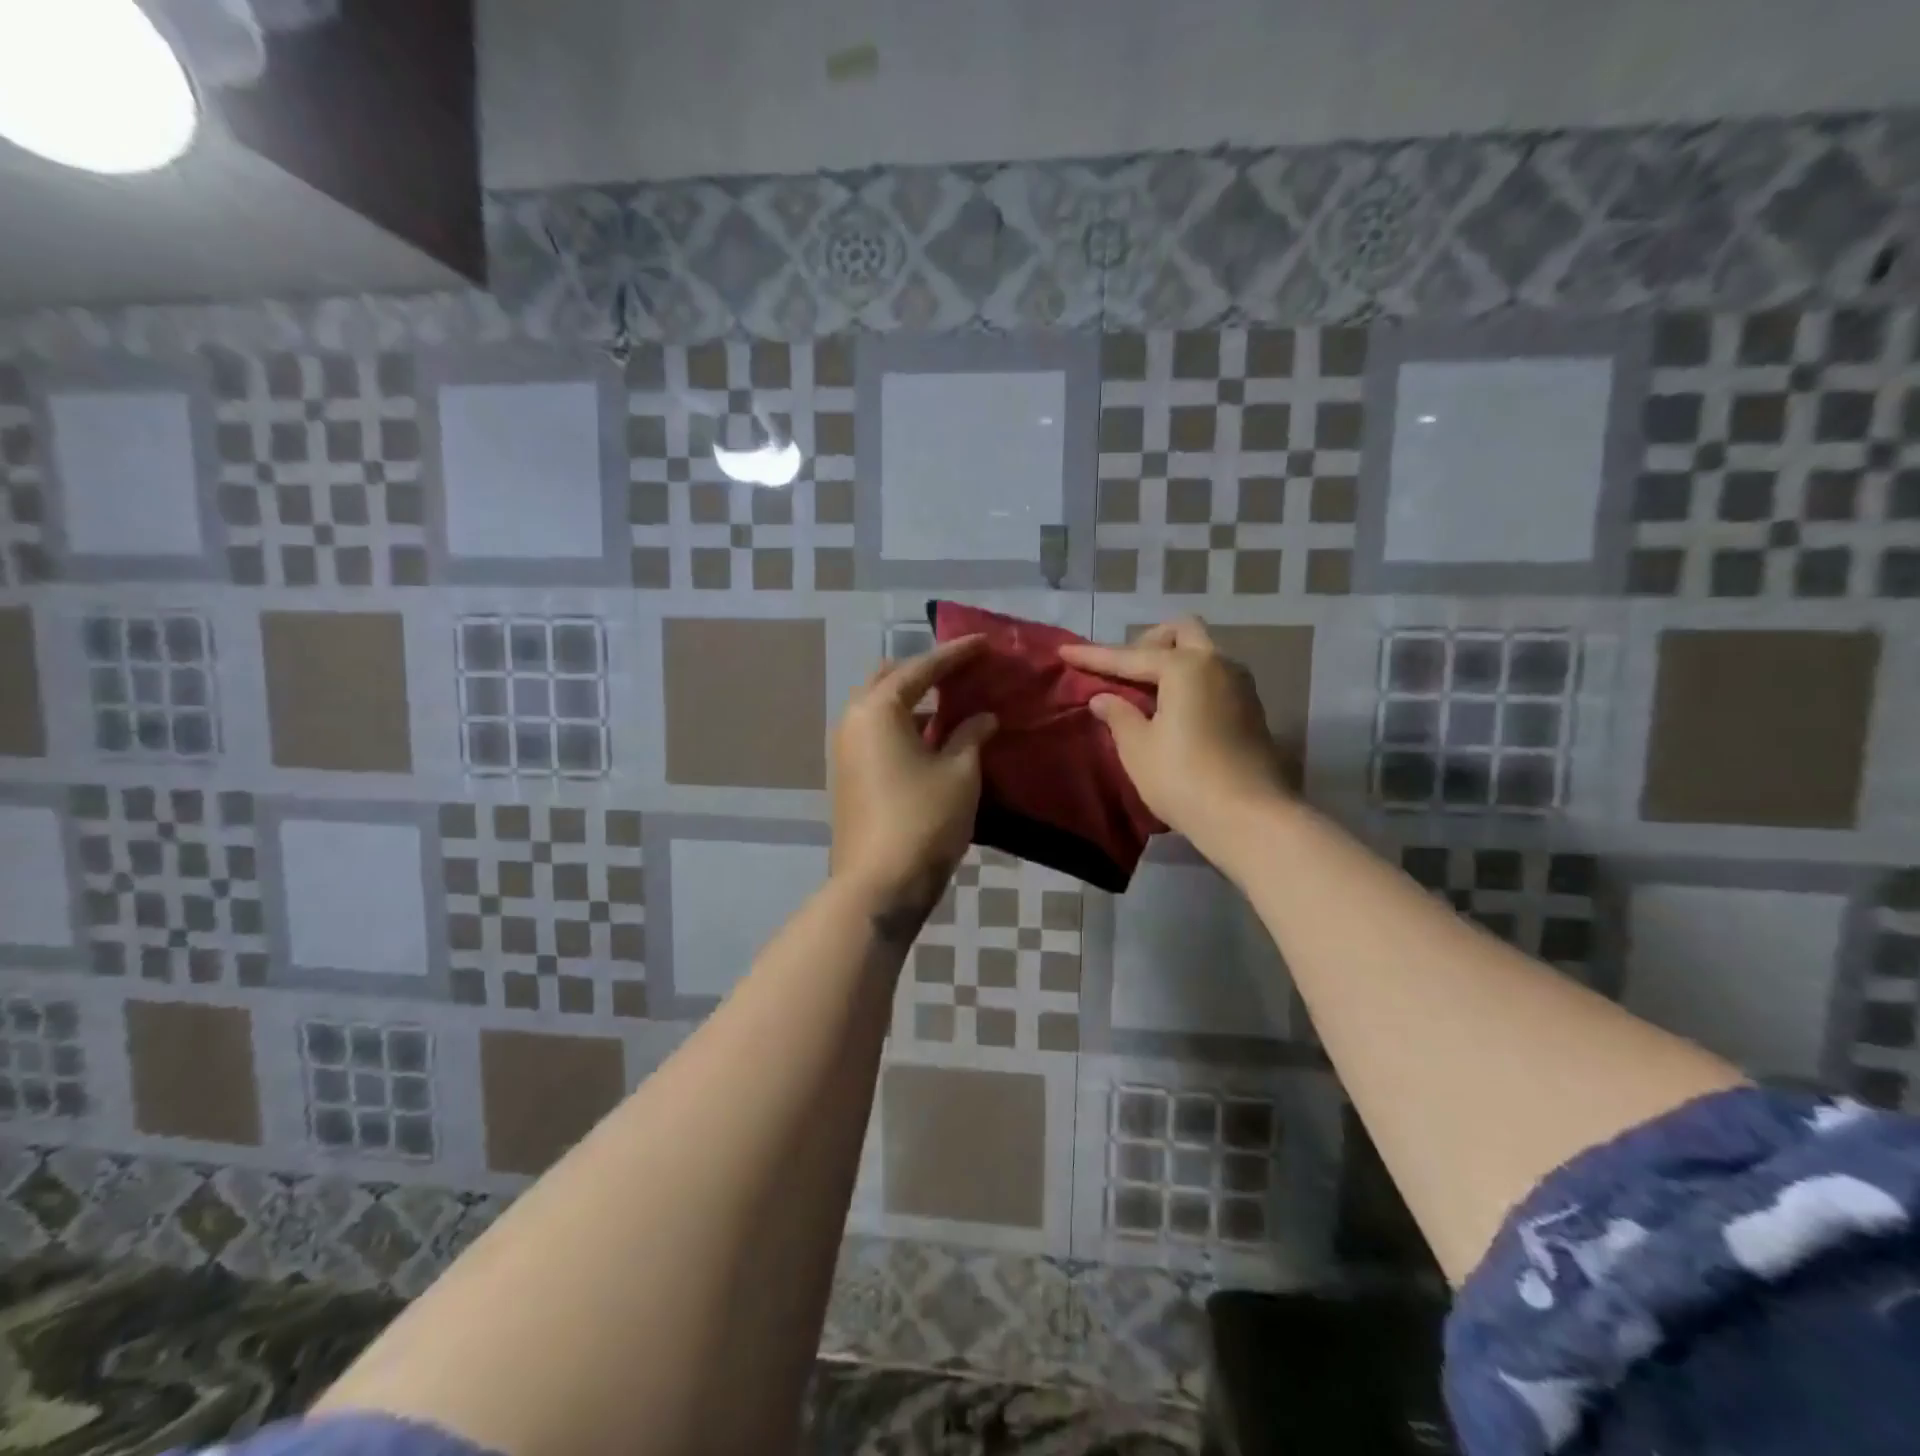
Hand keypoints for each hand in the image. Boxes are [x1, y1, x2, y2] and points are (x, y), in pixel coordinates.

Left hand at [830, 636, 996, 904]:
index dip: (956, 654)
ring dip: (913, 700)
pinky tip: (933, 738)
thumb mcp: (959, 773)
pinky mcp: (848, 775)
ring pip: (880, 708)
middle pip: (890, 680)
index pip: (922, 669)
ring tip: (951, 702)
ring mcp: (845, 749)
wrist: (879, 884)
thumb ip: (971, 736)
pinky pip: (877, 734)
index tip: (983, 642)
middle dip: (925, 671)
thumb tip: (983, 717)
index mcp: (878, 709)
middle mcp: (853, 720)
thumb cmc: (924, 819)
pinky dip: (904, 726)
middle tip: (960, 671)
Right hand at [1059, 618, 1289, 850]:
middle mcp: (1218, 664)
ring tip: (1146, 692)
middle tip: (1124, 671)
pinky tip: (1173, 710)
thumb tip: (1103, 698)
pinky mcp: (1251, 710)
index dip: (1094, 656)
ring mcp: (1241, 686)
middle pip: (1182, 632)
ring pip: (1202, 654)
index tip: (1064, 651)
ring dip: (1172, 661)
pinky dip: (1189, 682)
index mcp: (1185, 667)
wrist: (1250, 818)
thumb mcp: (1138, 749)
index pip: (1129, 656)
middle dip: (1148, 642)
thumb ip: (1118, 716)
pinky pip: (1213, 678)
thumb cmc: (1184, 779)